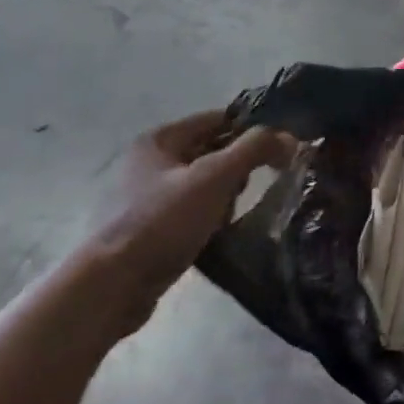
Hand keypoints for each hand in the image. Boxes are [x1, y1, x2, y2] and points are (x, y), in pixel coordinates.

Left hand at [81, 112, 295, 334]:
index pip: (217, 119)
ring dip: (226, 196)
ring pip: (204, 184)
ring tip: (235, 214)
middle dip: (240, 166)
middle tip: (259, 184)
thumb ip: (254, 150)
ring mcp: (147, 196)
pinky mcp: (151, 227)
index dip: (252, 128)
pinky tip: (222, 232)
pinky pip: (193, 210)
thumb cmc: (163, 222)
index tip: (283, 147)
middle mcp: (149, 162)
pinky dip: (211, 217)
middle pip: (212, 151)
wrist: (114, 284)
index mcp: (159, 140)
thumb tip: (290, 137)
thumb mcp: (214, 178)